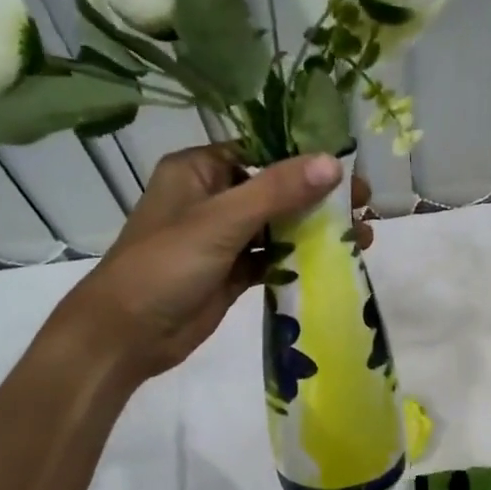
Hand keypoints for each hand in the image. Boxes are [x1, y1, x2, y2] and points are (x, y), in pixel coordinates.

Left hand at [63, 146, 372, 380]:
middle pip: (275, 191)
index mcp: (199, 170)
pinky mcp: (231, 273)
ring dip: (315, 231)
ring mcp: (222, 239)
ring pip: (277, 227)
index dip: (306, 160)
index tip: (349, 172)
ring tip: (362, 237)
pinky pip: (272, 259)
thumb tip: (332, 163)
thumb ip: (277, 191)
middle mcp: (211, 198)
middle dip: (318, 199)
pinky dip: (299, 260)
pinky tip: (335, 262)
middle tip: (365, 206)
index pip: (261, 153)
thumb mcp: (220, 221)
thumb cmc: (164, 266)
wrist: (126, 336)